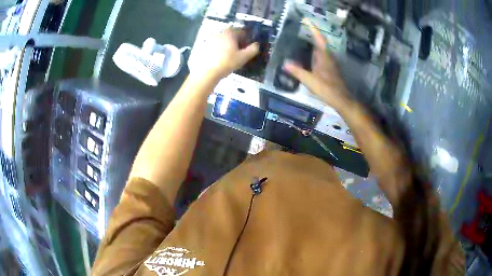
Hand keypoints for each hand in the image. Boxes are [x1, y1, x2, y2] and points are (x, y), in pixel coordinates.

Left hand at [191, 28, 259, 79]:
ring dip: (224, 45)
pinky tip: (217, 58)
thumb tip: (256, 44)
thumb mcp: (243, 57)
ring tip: (227, 55)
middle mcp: (219, 34)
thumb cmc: (227, 63)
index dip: (244, 37)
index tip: (246, 44)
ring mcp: (209, 40)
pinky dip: (216, 50)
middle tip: (237, 50)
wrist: (207, 72)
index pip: (239, 31)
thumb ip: (252, 50)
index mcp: (229, 34)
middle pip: (229, 35)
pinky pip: (212, 46)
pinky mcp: (202, 47)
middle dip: (233, 40)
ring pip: (220, 40)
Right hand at [284, 19, 350, 108]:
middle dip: (312, 35)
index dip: (313, 28)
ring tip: (302, 41)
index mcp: (324, 57)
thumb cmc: (327, 89)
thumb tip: (285, 63)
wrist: (341, 100)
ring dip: (313, 44)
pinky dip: (314, 53)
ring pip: (321, 50)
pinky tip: (309, 57)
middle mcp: (328, 57)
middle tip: (301, 29)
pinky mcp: (329, 70)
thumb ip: (298, 71)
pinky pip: (321, 57)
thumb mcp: (310, 80)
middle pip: (320, 43)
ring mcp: (330, 63)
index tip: (306, 20)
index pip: (319, 39)